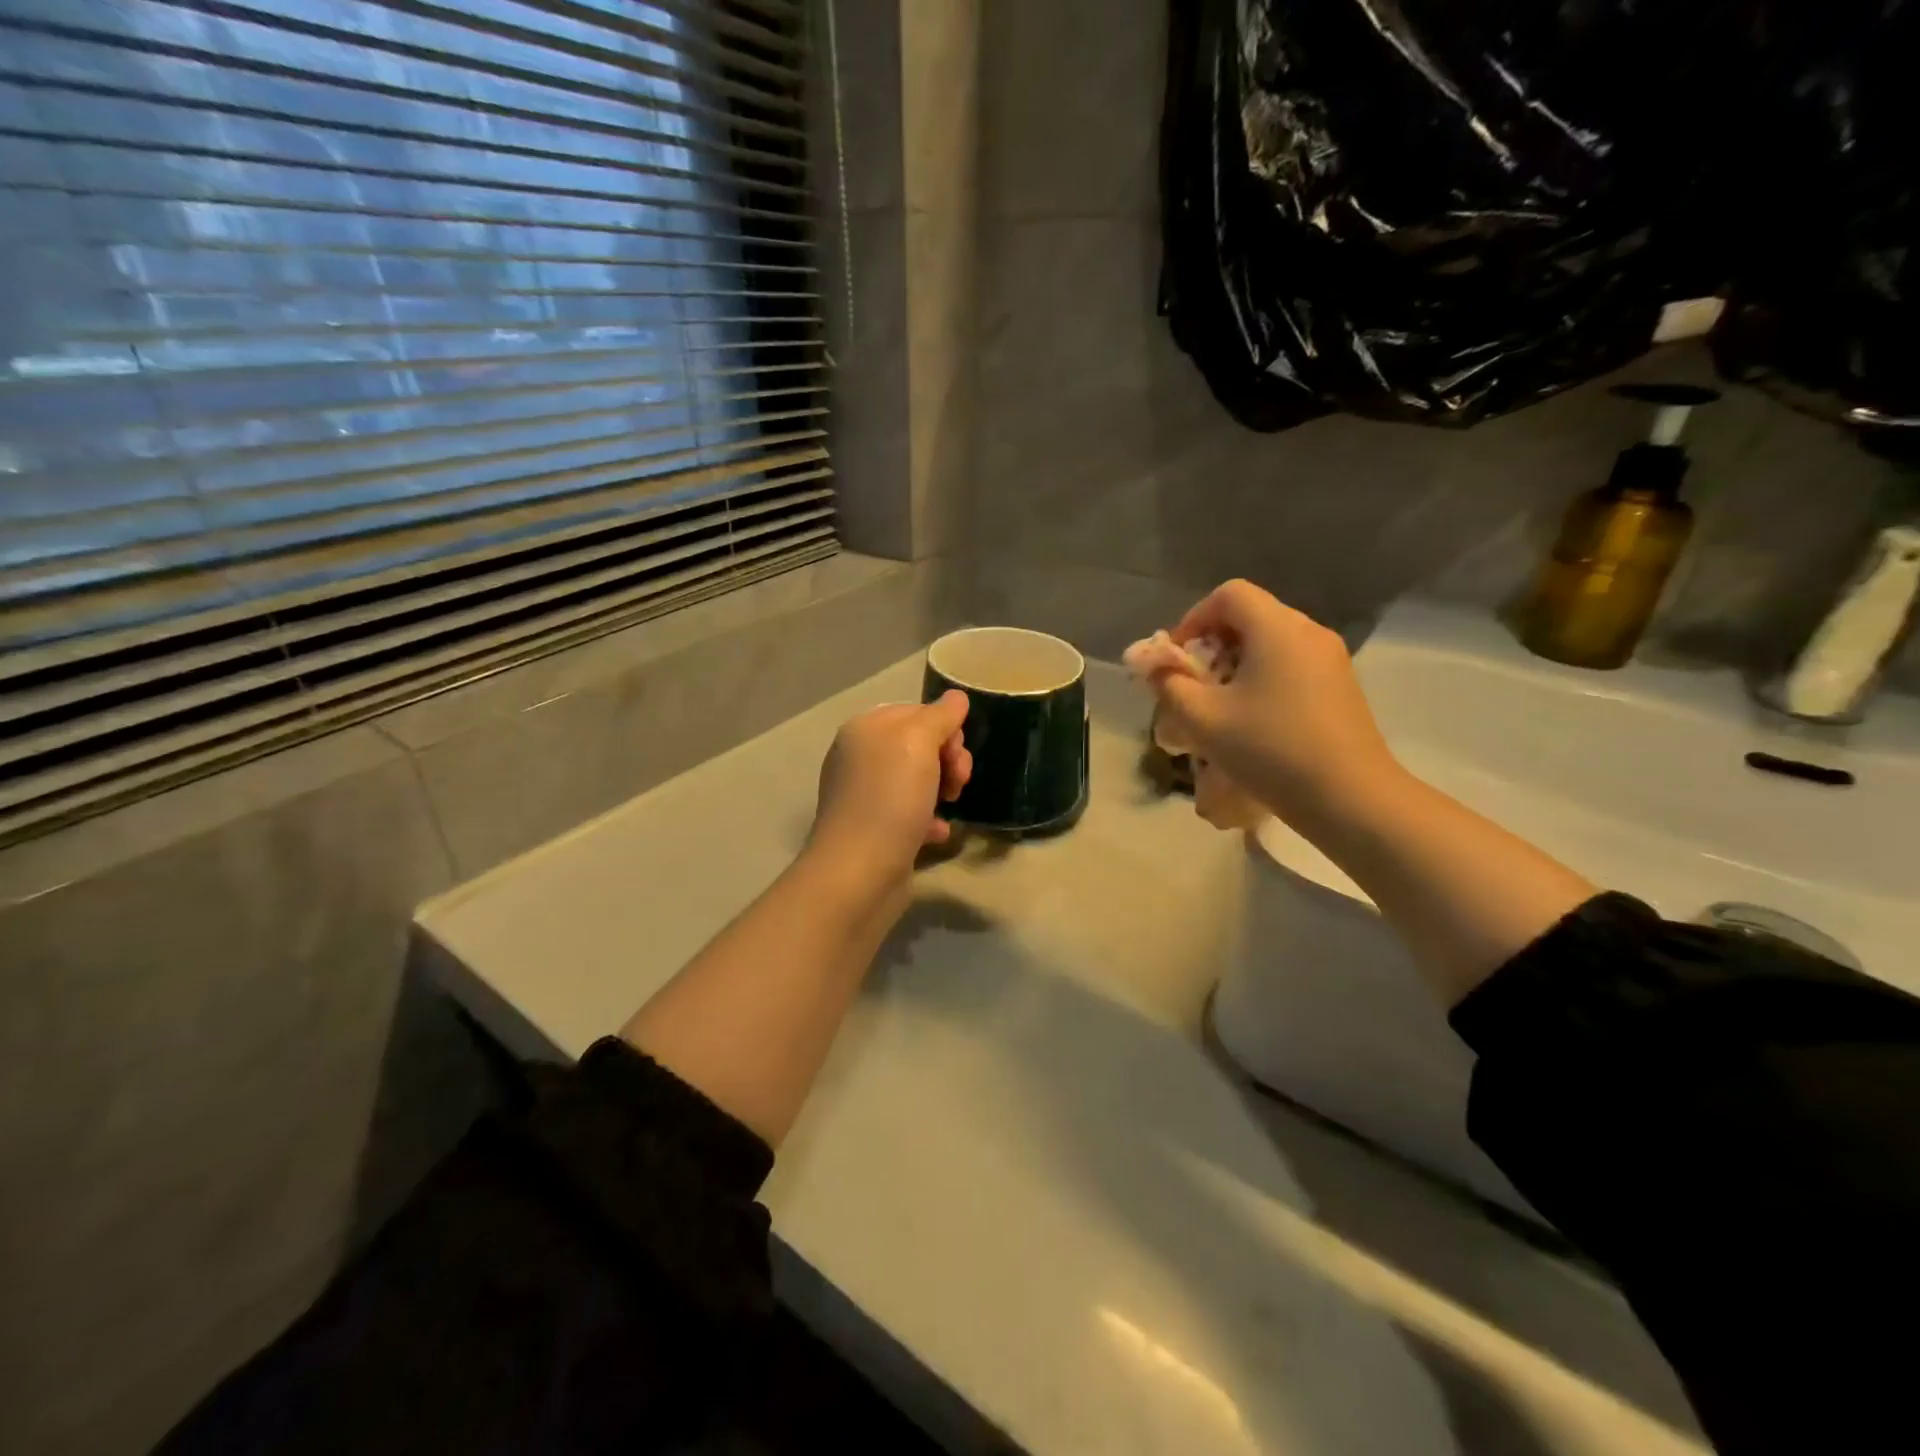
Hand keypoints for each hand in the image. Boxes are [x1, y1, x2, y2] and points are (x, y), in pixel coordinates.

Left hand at [806, 691, 972, 889]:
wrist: (860, 871)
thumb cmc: (890, 798)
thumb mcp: (919, 743)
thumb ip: (940, 716)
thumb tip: (956, 698)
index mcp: (866, 729)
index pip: (917, 712)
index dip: (945, 729)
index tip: (957, 753)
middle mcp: (861, 757)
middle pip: (920, 746)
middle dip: (948, 760)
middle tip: (958, 783)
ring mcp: (866, 795)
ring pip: (919, 780)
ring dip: (943, 789)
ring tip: (951, 806)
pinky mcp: (875, 829)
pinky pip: (911, 813)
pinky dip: (929, 820)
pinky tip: (937, 833)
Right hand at [1147, 580, 1397, 826]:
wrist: (1350, 798)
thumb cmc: (1270, 750)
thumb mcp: (1203, 719)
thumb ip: (1169, 684)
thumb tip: (1152, 665)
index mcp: (1277, 628)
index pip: (1229, 594)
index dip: (1194, 619)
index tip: (1178, 659)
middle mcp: (1308, 632)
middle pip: (1250, 616)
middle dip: (1212, 645)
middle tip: (1194, 686)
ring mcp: (1331, 659)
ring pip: (1271, 642)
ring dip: (1236, 665)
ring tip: (1220, 707)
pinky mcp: (1341, 685)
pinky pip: (1291, 664)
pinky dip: (1263, 678)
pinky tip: (1255, 721)